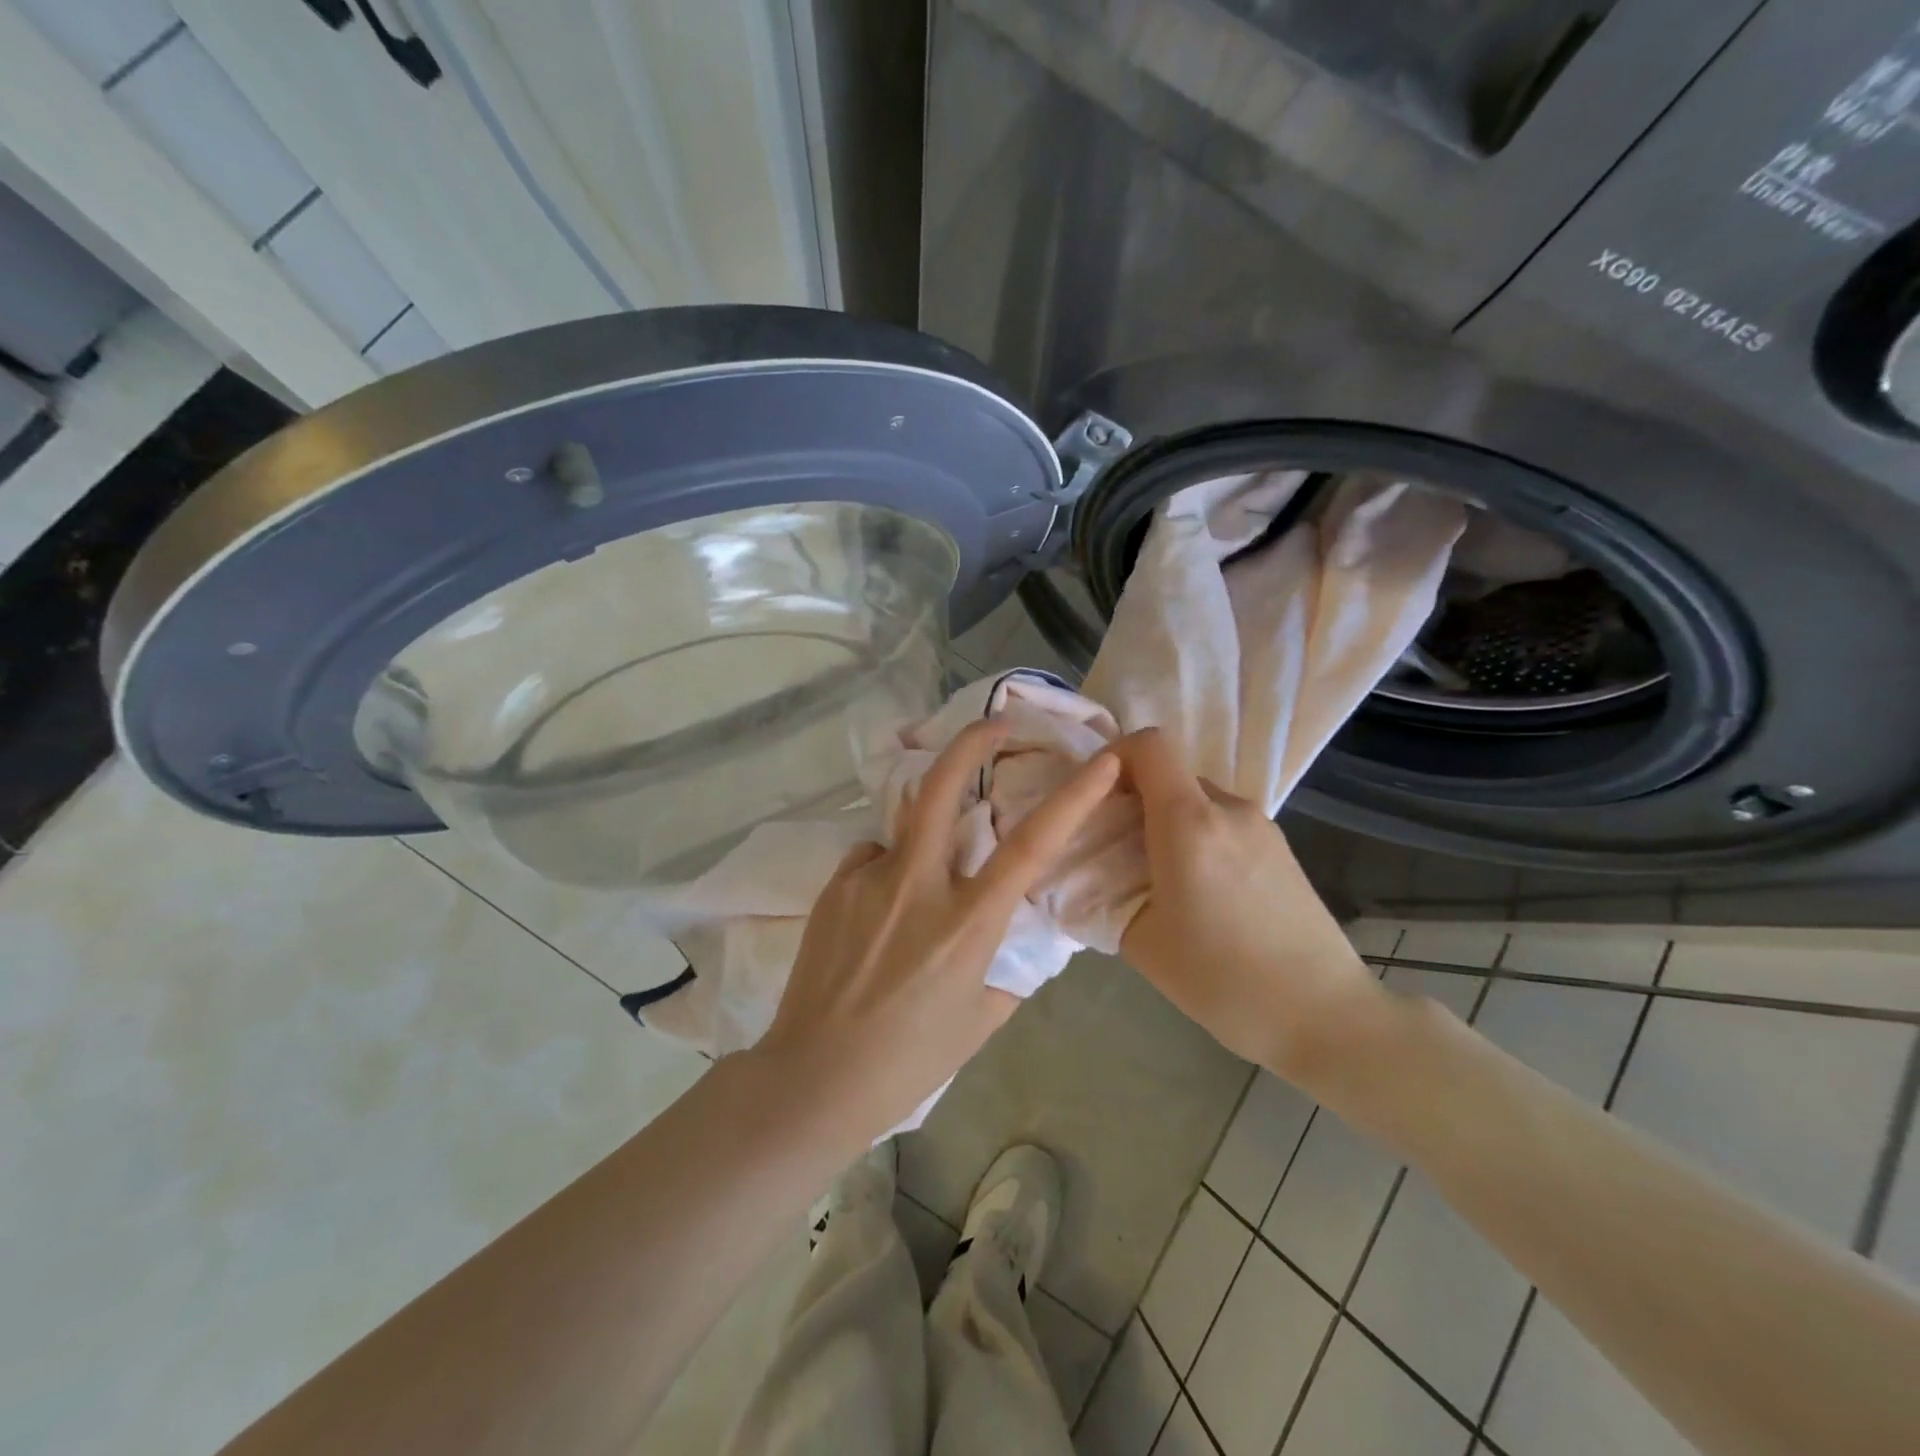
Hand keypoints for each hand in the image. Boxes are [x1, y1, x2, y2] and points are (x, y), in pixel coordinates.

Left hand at [752, 720, 1121, 1145]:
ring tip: (918, 886)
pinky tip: (877, 916)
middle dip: (972, 742)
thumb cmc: (910, 1059)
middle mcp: (918, 886)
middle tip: (993, 722)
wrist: (815, 1077)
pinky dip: (887, 872)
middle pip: (944, 788)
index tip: (1102, 760)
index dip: (1074, 796)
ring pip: (906, 827)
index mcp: (967, 923)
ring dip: (925, 834)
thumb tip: (1013, 931)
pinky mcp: (834, 886)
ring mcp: (869, 880)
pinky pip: (873, 859)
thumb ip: (1006, 967)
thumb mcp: (980, 1018)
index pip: (1031, 846)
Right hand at [1112, 728, 1385, 1084]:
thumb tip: (1093, 873)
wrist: (1323, 1015)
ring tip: (1157, 876)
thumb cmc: (1222, 979)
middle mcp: (1228, 808)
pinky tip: (1199, 890)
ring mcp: (1262, 826)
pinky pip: (1224, 822)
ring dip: (1168, 821)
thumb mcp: (1141, 941)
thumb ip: (1107, 893)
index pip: (1149, 745)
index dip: (1114, 756)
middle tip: (1116, 847)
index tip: (1094, 796)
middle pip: (1171, 773)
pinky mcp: (1281, 847)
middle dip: (1135, 798)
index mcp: (1189, 822)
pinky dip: (1198, 837)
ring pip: (1197, 799)